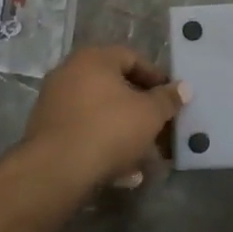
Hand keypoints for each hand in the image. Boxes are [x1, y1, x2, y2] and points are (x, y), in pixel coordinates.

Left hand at [23, 45, 188, 192]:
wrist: (56, 170)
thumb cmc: (109, 129)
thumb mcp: (149, 114)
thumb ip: (168, 99)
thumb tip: (184, 88)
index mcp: (93, 59)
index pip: (132, 58)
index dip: (157, 78)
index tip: (172, 99)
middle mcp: (69, 73)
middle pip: (115, 88)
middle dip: (142, 111)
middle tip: (161, 129)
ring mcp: (55, 103)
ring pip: (101, 114)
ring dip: (126, 133)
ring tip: (146, 158)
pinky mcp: (47, 132)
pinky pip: (85, 133)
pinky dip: (105, 146)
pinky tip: (124, 173)